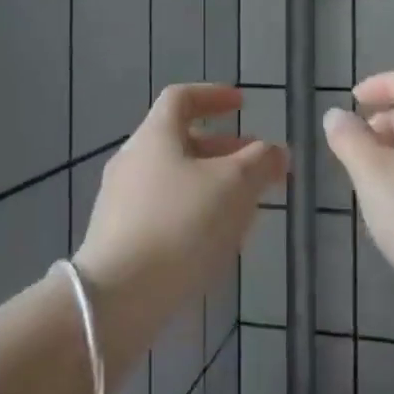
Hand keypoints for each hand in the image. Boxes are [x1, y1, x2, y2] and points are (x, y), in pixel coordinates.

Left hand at [76, 85, 286, 366]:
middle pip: (180, 140)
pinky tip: (214, 240)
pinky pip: (163, 210)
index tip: (242, 104)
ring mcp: (120, 201)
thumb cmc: (180, 225)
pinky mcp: (118, 238)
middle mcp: (132, 161)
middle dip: (222, 148)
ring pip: (174, 178)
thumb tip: (276, 151)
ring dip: (211, 183)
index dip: (214, 95)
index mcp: (155, 136)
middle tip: (255, 164)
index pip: (182, 98)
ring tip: (244, 206)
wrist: (118, 298)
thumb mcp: (235, 186)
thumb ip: (260, 161)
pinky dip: (193, 211)